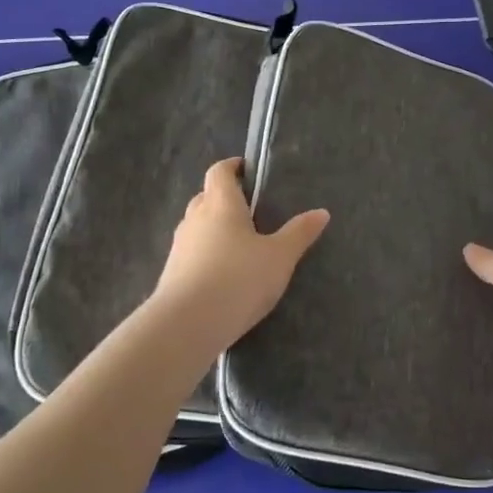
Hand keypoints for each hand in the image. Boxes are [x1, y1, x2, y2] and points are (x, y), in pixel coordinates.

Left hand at [153, 158, 329, 350]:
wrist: (187, 325)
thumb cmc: (238, 279)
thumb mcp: (279, 257)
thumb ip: (299, 233)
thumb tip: (321, 212)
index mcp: (221, 204)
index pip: (220, 171)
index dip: (232, 166)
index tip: (247, 170)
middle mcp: (195, 218)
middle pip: (206, 196)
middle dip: (225, 198)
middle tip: (250, 211)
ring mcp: (179, 246)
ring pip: (197, 226)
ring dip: (213, 228)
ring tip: (239, 245)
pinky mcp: (171, 274)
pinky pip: (191, 253)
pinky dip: (205, 255)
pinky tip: (222, 274)